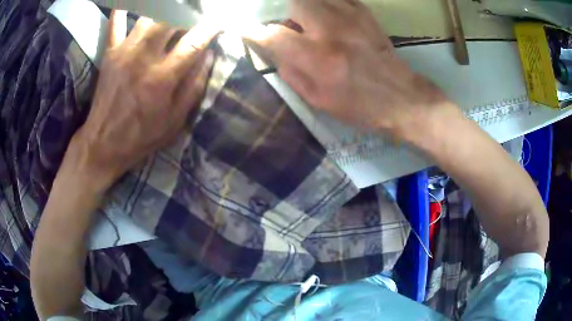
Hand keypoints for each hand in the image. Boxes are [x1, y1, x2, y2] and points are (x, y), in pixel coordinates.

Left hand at [71, 10, 217, 185]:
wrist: (103, 144)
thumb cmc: (141, 136)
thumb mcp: (175, 121)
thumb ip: (194, 87)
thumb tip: (209, 54)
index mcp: (163, 78)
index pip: (195, 41)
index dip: (211, 26)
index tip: (220, 20)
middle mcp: (144, 57)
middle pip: (171, 18)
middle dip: (188, 11)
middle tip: (196, 12)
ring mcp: (124, 51)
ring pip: (148, 15)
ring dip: (165, 8)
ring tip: (174, 10)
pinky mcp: (110, 53)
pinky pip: (116, 22)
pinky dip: (124, 9)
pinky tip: (133, 3)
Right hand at [245, 0, 456, 139]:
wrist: (400, 97)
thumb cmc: (357, 105)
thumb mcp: (315, 98)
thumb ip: (288, 70)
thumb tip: (270, 47)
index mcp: (318, 58)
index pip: (273, 35)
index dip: (253, 31)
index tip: (244, 30)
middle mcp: (332, 30)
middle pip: (294, 3)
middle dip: (284, 13)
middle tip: (289, 27)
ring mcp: (351, 17)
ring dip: (304, 7)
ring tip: (309, 23)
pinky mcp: (364, 12)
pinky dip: (325, 3)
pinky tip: (327, 16)